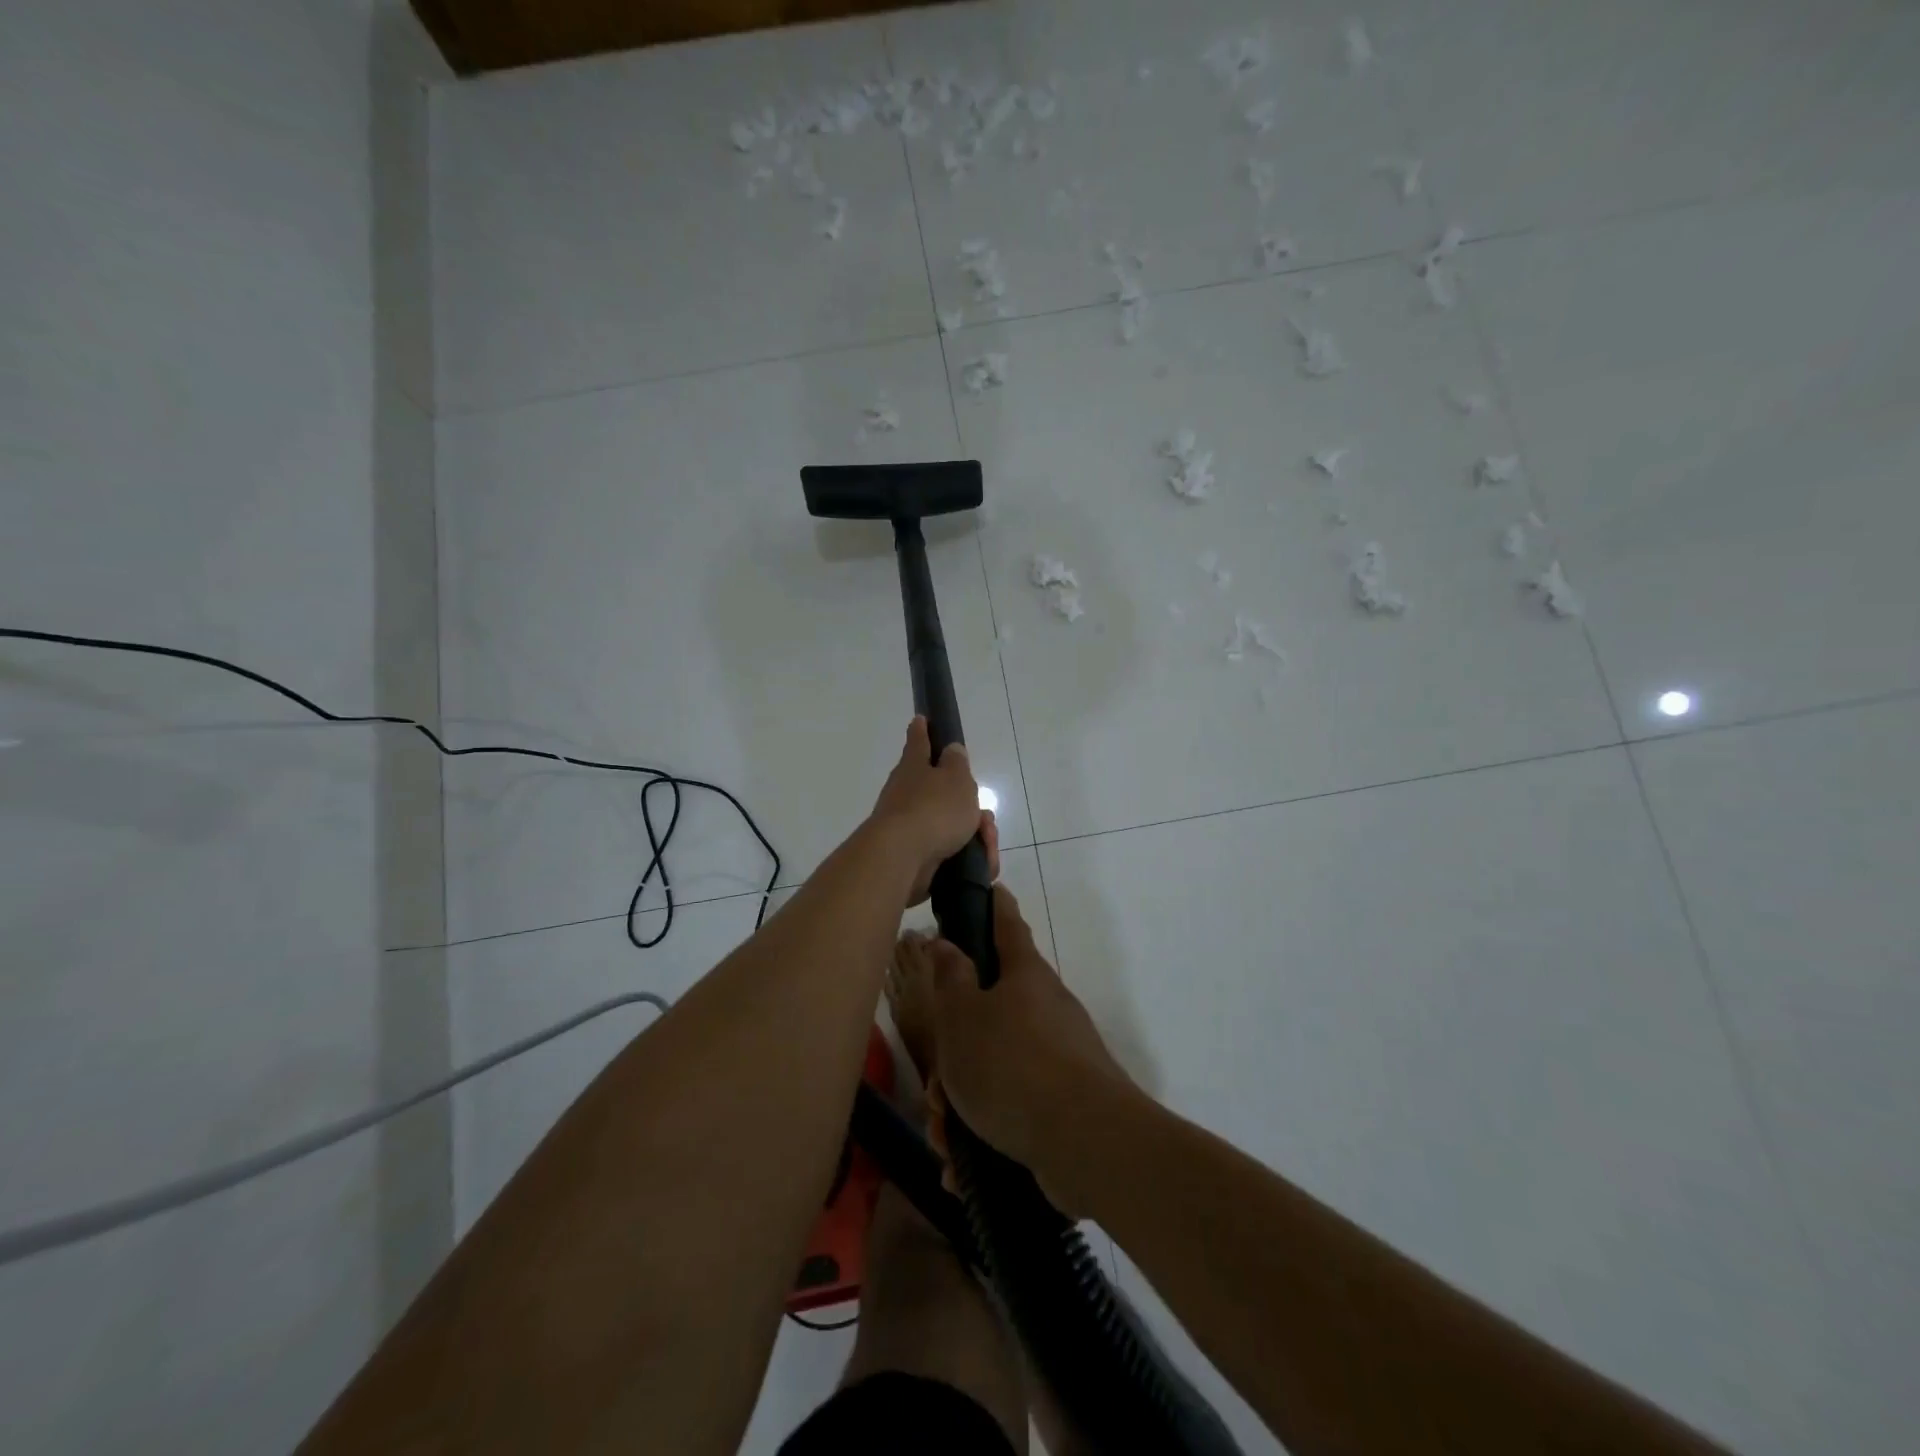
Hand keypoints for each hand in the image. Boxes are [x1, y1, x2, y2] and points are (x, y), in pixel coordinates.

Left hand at [869, 716, 997, 906]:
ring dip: (973, 834)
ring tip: (987, 846)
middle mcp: (906, 792)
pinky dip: (966, 856)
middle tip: (985, 820)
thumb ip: (957, 763)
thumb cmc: (933, 810)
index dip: (922, 730)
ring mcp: (908, 825)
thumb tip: (950, 749)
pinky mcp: (914, 855)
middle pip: (942, 792)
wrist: (902, 860)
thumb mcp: (956, 779)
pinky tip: (981, 864)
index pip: (919, 741)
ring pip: (949, 824)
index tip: (920, 719)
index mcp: (914, 767)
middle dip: (969, 806)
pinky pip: (948, 851)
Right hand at [922, 886, 1133, 1209]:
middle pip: (991, 1013)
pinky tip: (964, 1170)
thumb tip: (945, 942)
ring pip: (996, 1067)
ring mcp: (1061, 1057)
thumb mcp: (962, 1018)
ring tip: (946, 1138)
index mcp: (1024, 977)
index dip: (996, 906)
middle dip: (955, 1053)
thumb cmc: (1012, 1065)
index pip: (1007, 925)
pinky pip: (1013, 1109)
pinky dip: (986, 1133)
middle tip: (935, 1089)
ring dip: (963, 1102)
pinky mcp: (1066, 1103)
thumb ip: (949, 978)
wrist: (1085, 1142)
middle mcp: (1046, 1009)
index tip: (992, 888)